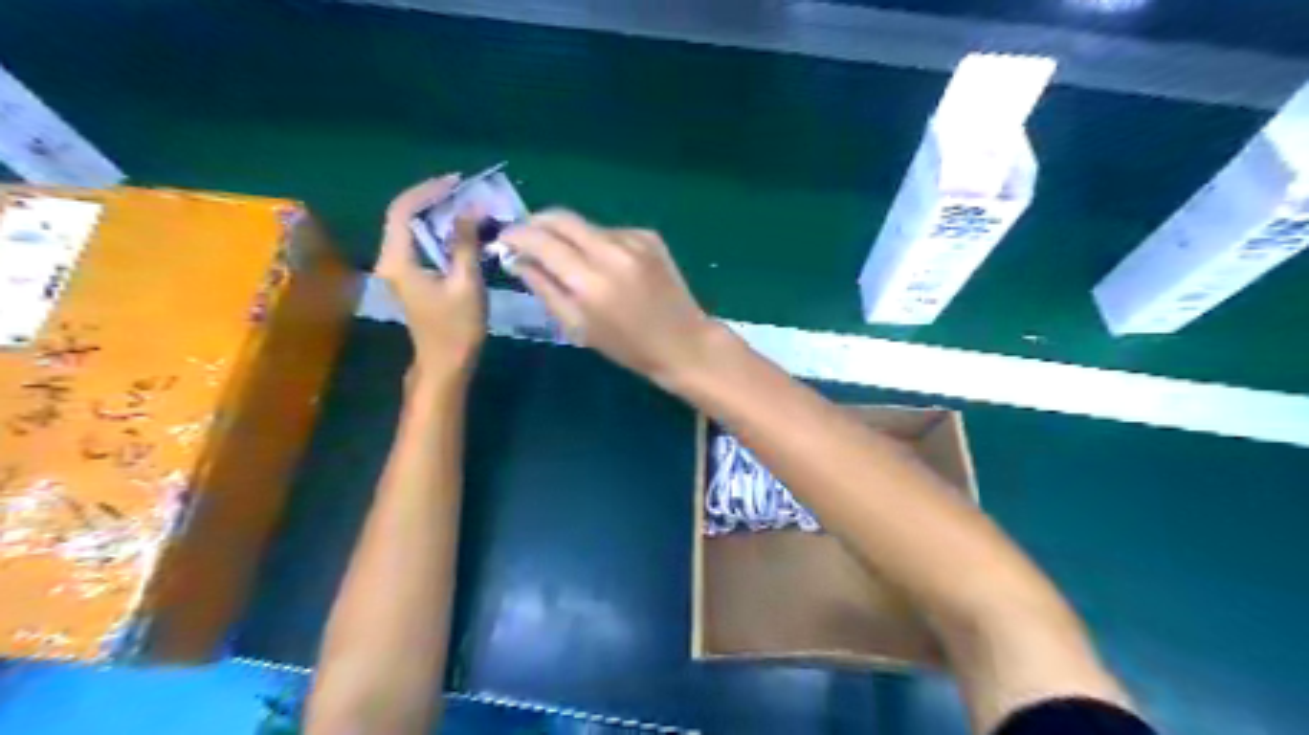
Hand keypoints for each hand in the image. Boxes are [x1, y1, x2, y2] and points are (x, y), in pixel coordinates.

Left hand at [375, 176, 486, 380]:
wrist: (445, 364)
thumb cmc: (457, 328)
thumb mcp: (466, 283)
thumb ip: (465, 243)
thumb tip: (471, 208)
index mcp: (398, 260)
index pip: (403, 210)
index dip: (429, 190)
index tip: (458, 182)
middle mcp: (390, 260)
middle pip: (403, 215)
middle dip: (433, 198)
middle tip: (465, 190)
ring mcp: (398, 269)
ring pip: (411, 228)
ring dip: (436, 213)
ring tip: (466, 205)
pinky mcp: (410, 277)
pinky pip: (419, 242)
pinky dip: (438, 230)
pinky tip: (460, 230)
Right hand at [501, 209, 725, 386]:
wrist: (683, 342)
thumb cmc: (627, 346)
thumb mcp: (578, 326)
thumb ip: (544, 288)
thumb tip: (517, 259)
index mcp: (591, 281)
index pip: (541, 240)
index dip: (516, 235)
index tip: (503, 239)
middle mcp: (611, 251)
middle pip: (561, 218)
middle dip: (536, 223)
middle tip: (525, 238)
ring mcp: (634, 240)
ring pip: (585, 225)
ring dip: (568, 236)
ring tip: (570, 261)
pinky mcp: (649, 236)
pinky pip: (610, 232)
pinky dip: (597, 243)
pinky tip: (605, 266)